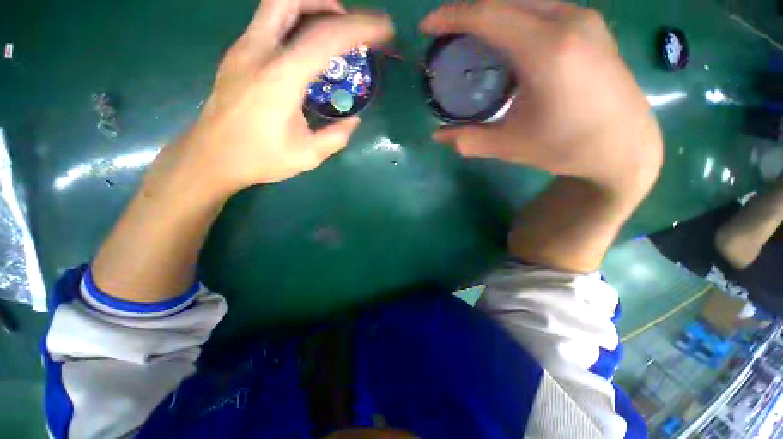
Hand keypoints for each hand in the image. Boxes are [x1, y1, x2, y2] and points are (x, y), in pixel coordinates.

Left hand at [172, 0, 393, 195]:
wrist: (210, 158)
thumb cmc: (259, 159)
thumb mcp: (308, 156)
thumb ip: (336, 137)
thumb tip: (353, 121)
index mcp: (280, 79)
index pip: (326, 38)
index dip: (360, 28)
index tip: (384, 29)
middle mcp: (259, 53)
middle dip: (326, 2)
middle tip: (347, 21)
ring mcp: (242, 50)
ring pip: (275, 6)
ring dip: (307, 8)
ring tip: (330, 29)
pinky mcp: (236, 56)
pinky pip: (268, 24)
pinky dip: (293, 23)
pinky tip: (305, 47)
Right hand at [422, 0, 662, 193]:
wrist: (624, 146)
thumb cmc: (566, 147)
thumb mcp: (510, 146)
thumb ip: (468, 140)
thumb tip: (437, 136)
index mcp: (546, 50)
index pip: (488, 14)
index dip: (452, 16)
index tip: (427, 27)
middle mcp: (568, 21)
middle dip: (468, 13)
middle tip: (445, 37)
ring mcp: (583, 18)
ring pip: (524, 0)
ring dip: (492, 14)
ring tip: (471, 40)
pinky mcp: (590, 24)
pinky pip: (541, 8)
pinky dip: (514, 17)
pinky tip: (505, 43)